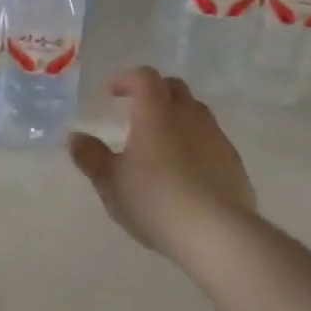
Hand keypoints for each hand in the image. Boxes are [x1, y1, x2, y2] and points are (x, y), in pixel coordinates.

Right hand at [68, 69, 254, 260]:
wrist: (215, 233)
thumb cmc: (154, 200)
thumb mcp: (110, 182)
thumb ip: (91, 157)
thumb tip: (76, 138)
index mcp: (156, 112)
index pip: (144, 77)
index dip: (127, 80)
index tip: (112, 93)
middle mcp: (189, 115)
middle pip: (174, 88)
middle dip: (154, 93)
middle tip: (136, 111)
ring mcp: (216, 137)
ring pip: (196, 113)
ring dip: (177, 117)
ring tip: (161, 143)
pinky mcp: (234, 162)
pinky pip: (211, 140)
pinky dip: (195, 144)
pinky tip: (186, 171)